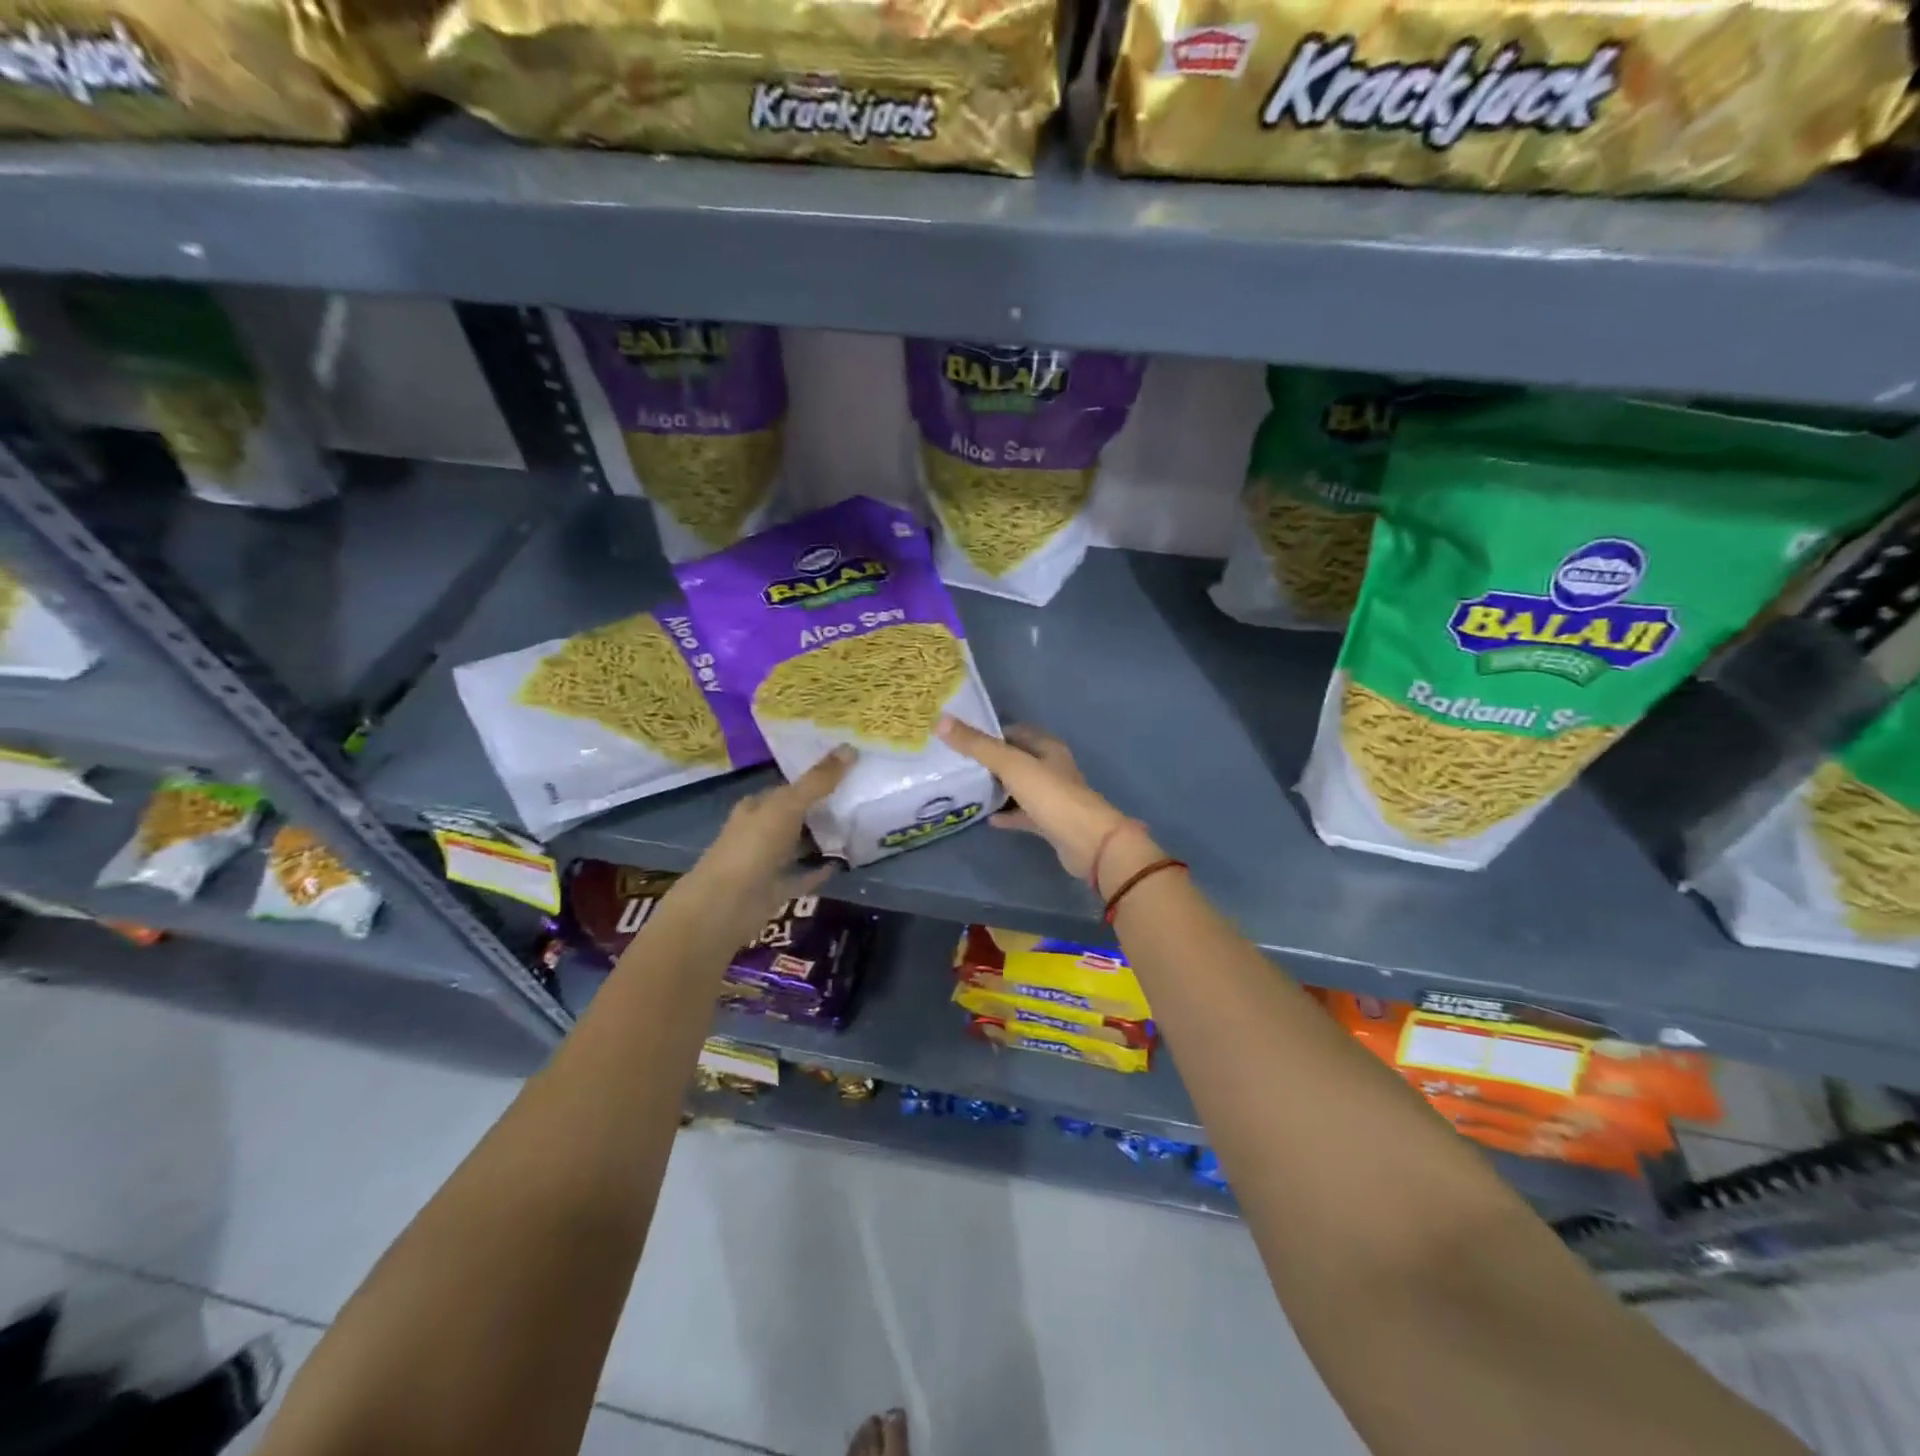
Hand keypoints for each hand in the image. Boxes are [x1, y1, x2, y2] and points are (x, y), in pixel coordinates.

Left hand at [681, 747, 852, 942]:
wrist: (725, 905)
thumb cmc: (753, 847)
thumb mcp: (788, 806)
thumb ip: (818, 781)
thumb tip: (850, 747)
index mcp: (755, 808)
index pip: (785, 789)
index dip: (811, 780)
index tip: (842, 773)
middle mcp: (758, 832)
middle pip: (792, 816)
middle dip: (818, 809)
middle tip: (856, 799)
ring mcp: (765, 864)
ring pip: (797, 846)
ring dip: (819, 840)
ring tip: (855, 829)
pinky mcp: (773, 891)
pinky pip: (801, 876)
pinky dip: (818, 871)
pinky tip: (841, 864)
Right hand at [938, 718, 1156, 889]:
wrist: (1088, 843)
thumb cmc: (1051, 796)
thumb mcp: (1011, 765)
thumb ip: (977, 745)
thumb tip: (941, 721)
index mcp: (1047, 747)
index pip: (1014, 732)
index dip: (989, 732)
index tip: (959, 736)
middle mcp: (1051, 768)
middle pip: (1016, 759)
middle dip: (989, 760)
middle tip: (956, 763)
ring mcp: (1052, 797)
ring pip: (1019, 787)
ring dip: (997, 787)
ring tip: (965, 788)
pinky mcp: (1050, 822)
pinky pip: (1022, 813)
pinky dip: (1006, 814)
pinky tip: (985, 818)